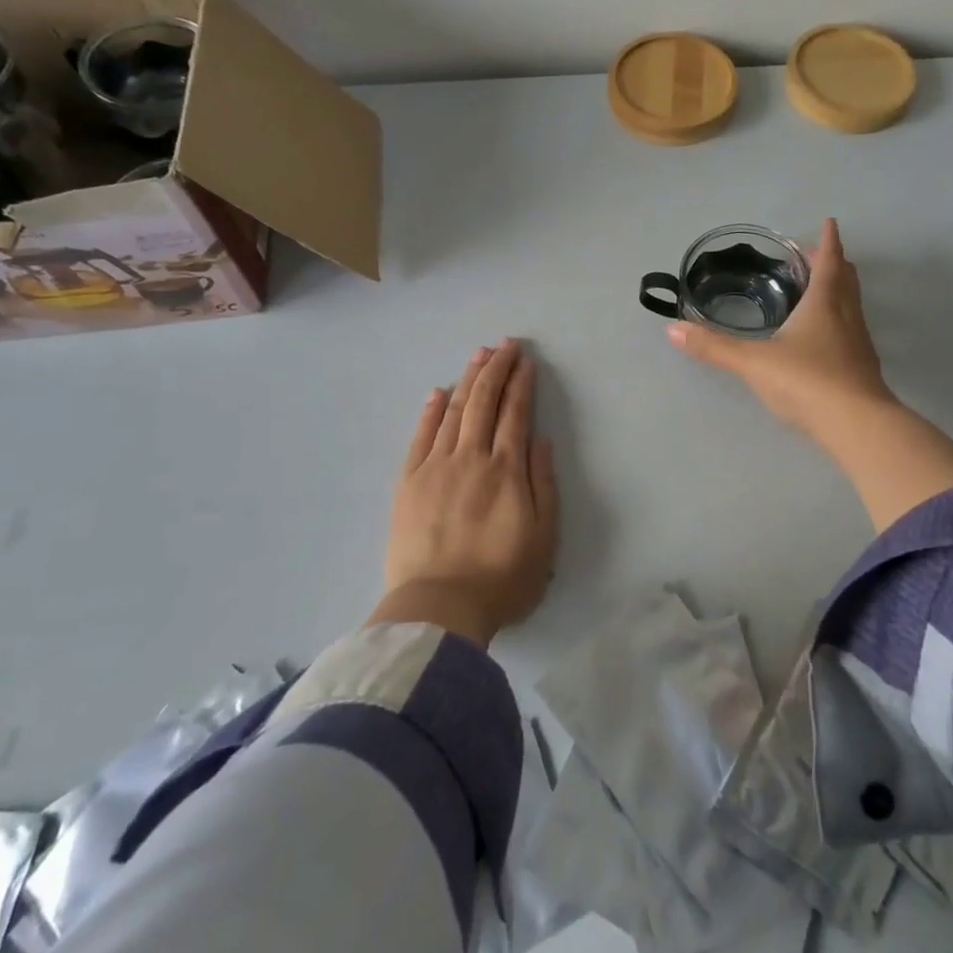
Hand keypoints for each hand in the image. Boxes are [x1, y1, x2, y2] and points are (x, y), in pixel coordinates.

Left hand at [372, 339, 558, 645]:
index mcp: (506, 470)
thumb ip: (544, 483)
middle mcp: (471, 457)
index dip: (521, 383)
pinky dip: (431, 411)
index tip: (526, 361)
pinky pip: (421, 436)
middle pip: (484, 402)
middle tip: (505, 344)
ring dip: (467, 380)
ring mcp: (436, 467)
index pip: (515, 413)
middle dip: (496, 369)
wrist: (439, 608)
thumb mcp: (543, 537)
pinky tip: (438, 393)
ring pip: (454, 411)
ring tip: (478, 355)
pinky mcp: (409, 482)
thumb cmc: (501, 578)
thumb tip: (540, 439)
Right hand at [666, 218, 893, 437]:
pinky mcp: (862, 369)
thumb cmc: (807, 381)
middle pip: (846, 279)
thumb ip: (714, 346)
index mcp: (825, 303)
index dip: (828, 240)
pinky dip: (838, 320)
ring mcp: (858, 344)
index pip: (830, 261)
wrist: (857, 426)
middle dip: (832, 263)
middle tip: (813, 256)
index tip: (829, 222)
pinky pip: (850, 331)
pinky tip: (821, 337)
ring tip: (815, 291)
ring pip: (851, 305)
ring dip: (837, 291)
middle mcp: (847, 316)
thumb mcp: (753, 362)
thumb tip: (672, 329)